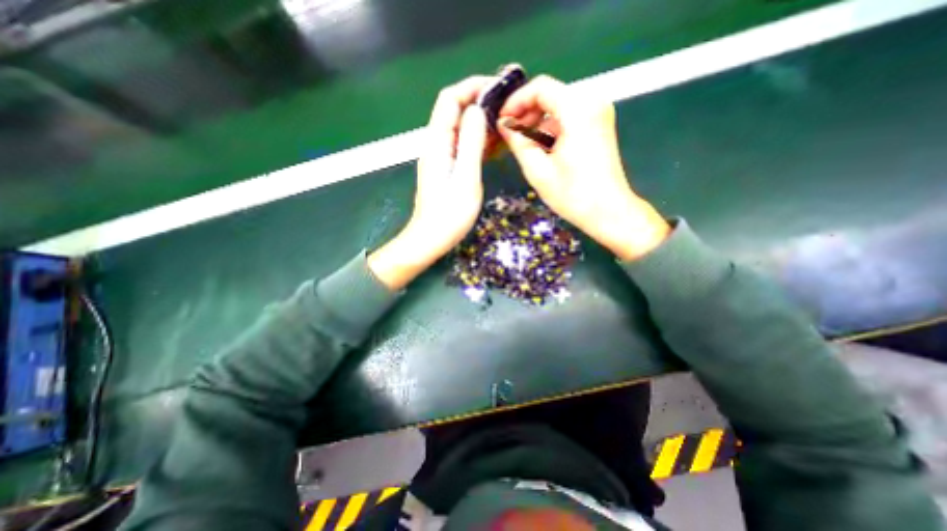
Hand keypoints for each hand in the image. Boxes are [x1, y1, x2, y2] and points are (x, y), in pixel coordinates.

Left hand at [367, 77, 491, 290]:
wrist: (430, 240)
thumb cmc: (449, 215)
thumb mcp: (465, 178)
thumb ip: (470, 143)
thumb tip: (476, 110)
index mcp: (438, 142)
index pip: (450, 99)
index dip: (472, 87)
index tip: (498, 89)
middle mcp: (436, 144)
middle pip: (455, 110)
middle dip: (480, 102)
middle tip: (508, 107)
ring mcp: (441, 157)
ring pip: (461, 129)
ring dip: (482, 122)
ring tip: (507, 125)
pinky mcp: (447, 168)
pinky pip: (463, 146)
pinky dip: (479, 141)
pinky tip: (496, 146)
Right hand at [497, 75, 671, 261]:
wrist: (608, 212)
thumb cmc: (573, 195)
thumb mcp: (538, 170)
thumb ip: (518, 142)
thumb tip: (504, 125)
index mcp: (578, 110)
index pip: (541, 87)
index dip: (516, 100)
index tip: (502, 119)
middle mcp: (592, 103)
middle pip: (551, 94)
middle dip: (526, 112)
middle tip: (510, 134)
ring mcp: (598, 114)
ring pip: (559, 107)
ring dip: (538, 123)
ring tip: (523, 146)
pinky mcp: (599, 126)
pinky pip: (569, 118)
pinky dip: (552, 129)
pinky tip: (542, 149)